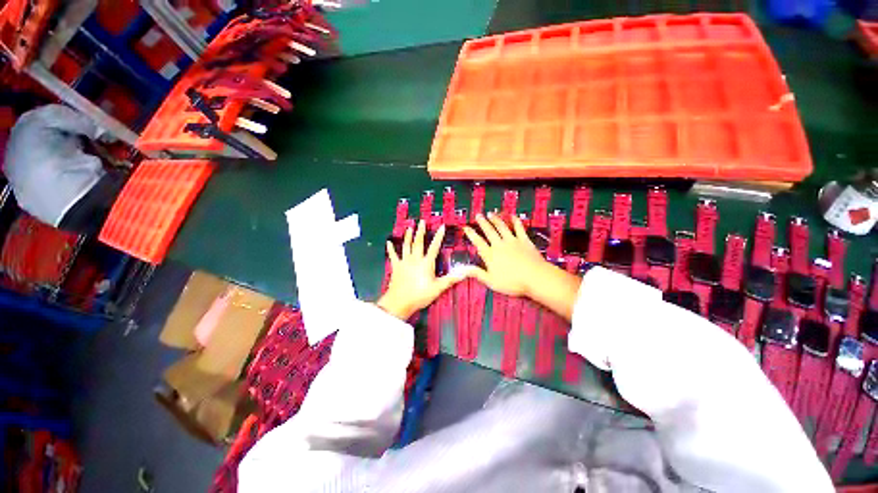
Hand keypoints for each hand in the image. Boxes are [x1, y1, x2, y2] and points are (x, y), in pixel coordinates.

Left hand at [377, 220, 466, 319]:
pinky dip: (390, 249)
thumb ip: (451, 279)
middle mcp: (415, 259)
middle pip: (418, 242)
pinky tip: (388, 242)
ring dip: (408, 236)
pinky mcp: (396, 267)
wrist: (399, 302)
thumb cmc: (420, 295)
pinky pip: (393, 255)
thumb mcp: (438, 288)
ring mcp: (404, 262)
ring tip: (409, 227)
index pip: (434, 247)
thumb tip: (465, 272)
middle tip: (422, 221)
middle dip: (421, 231)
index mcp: (426, 263)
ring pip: (406, 246)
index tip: (442, 226)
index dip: (439, 236)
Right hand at [464, 213, 581, 319]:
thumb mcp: (491, 281)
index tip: (466, 227)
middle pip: (489, 231)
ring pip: (501, 227)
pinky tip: (513, 216)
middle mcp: (500, 245)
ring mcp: (512, 241)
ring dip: (495, 219)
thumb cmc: (512, 282)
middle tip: (478, 215)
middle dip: (482, 222)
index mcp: (490, 255)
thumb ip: (477, 273)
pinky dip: (515, 221)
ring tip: (491, 214)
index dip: (471, 234)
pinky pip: (518, 228)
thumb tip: (464, 269)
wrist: (534, 277)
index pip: (478, 242)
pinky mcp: (524, 240)